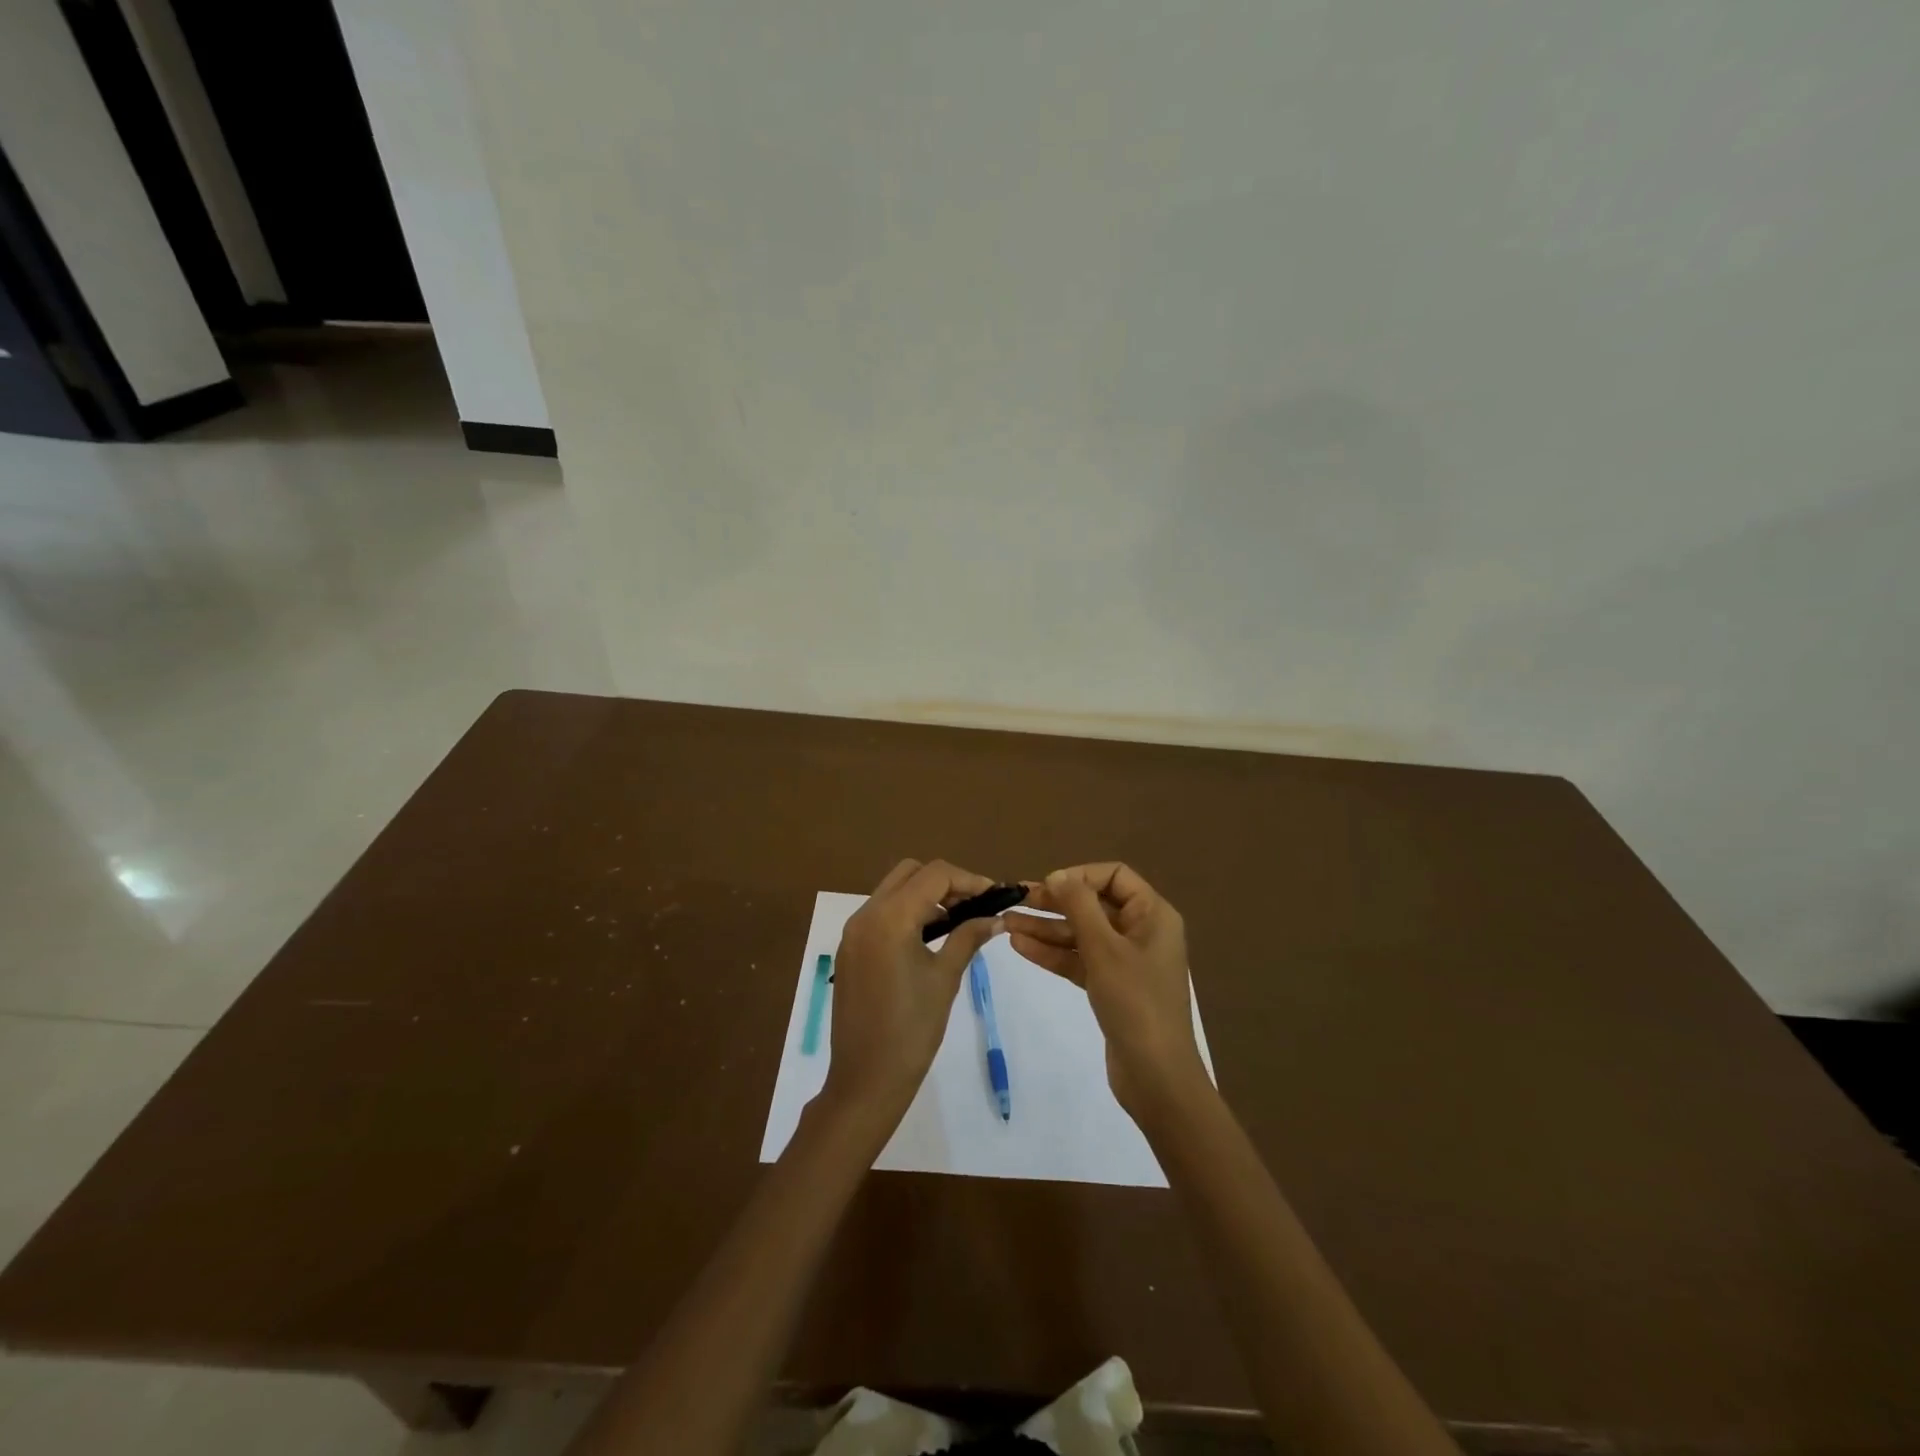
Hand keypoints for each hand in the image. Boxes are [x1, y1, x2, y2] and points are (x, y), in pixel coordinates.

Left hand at [823, 859, 1006, 1125]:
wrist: (866, 1078)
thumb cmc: (912, 1030)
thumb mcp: (945, 978)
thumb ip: (968, 938)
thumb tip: (995, 918)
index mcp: (890, 918)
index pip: (935, 875)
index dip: (968, 880)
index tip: (994, 896)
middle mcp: (866, 914)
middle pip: (909, 873)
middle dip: (944, 882)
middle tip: (973, 905)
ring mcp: (853, 931)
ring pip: (892, 890)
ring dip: (924, 895)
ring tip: (956, 921)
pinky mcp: (849, 949)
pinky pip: (879, 913)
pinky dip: (905, 912)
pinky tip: (927, 937)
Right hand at [1005, 863, 1209, 1120]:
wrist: (1155, 1076)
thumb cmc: (1135, 1002)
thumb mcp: (1104, 948)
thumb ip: (1079, 906)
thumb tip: (1057, 875)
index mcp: (1152, 914)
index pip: (1114, 876)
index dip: (1079, 876)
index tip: (1047, 886)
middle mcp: (1141, 931)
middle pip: (1093, 904)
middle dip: (1054, 903)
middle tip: (1016, 901)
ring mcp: (1126, 961)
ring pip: (1081, 933)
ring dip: (1046, 928)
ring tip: (1006, 924)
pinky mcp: (1111, 987)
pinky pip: (1079, 959)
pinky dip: (1053, 953)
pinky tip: (1020, 946)